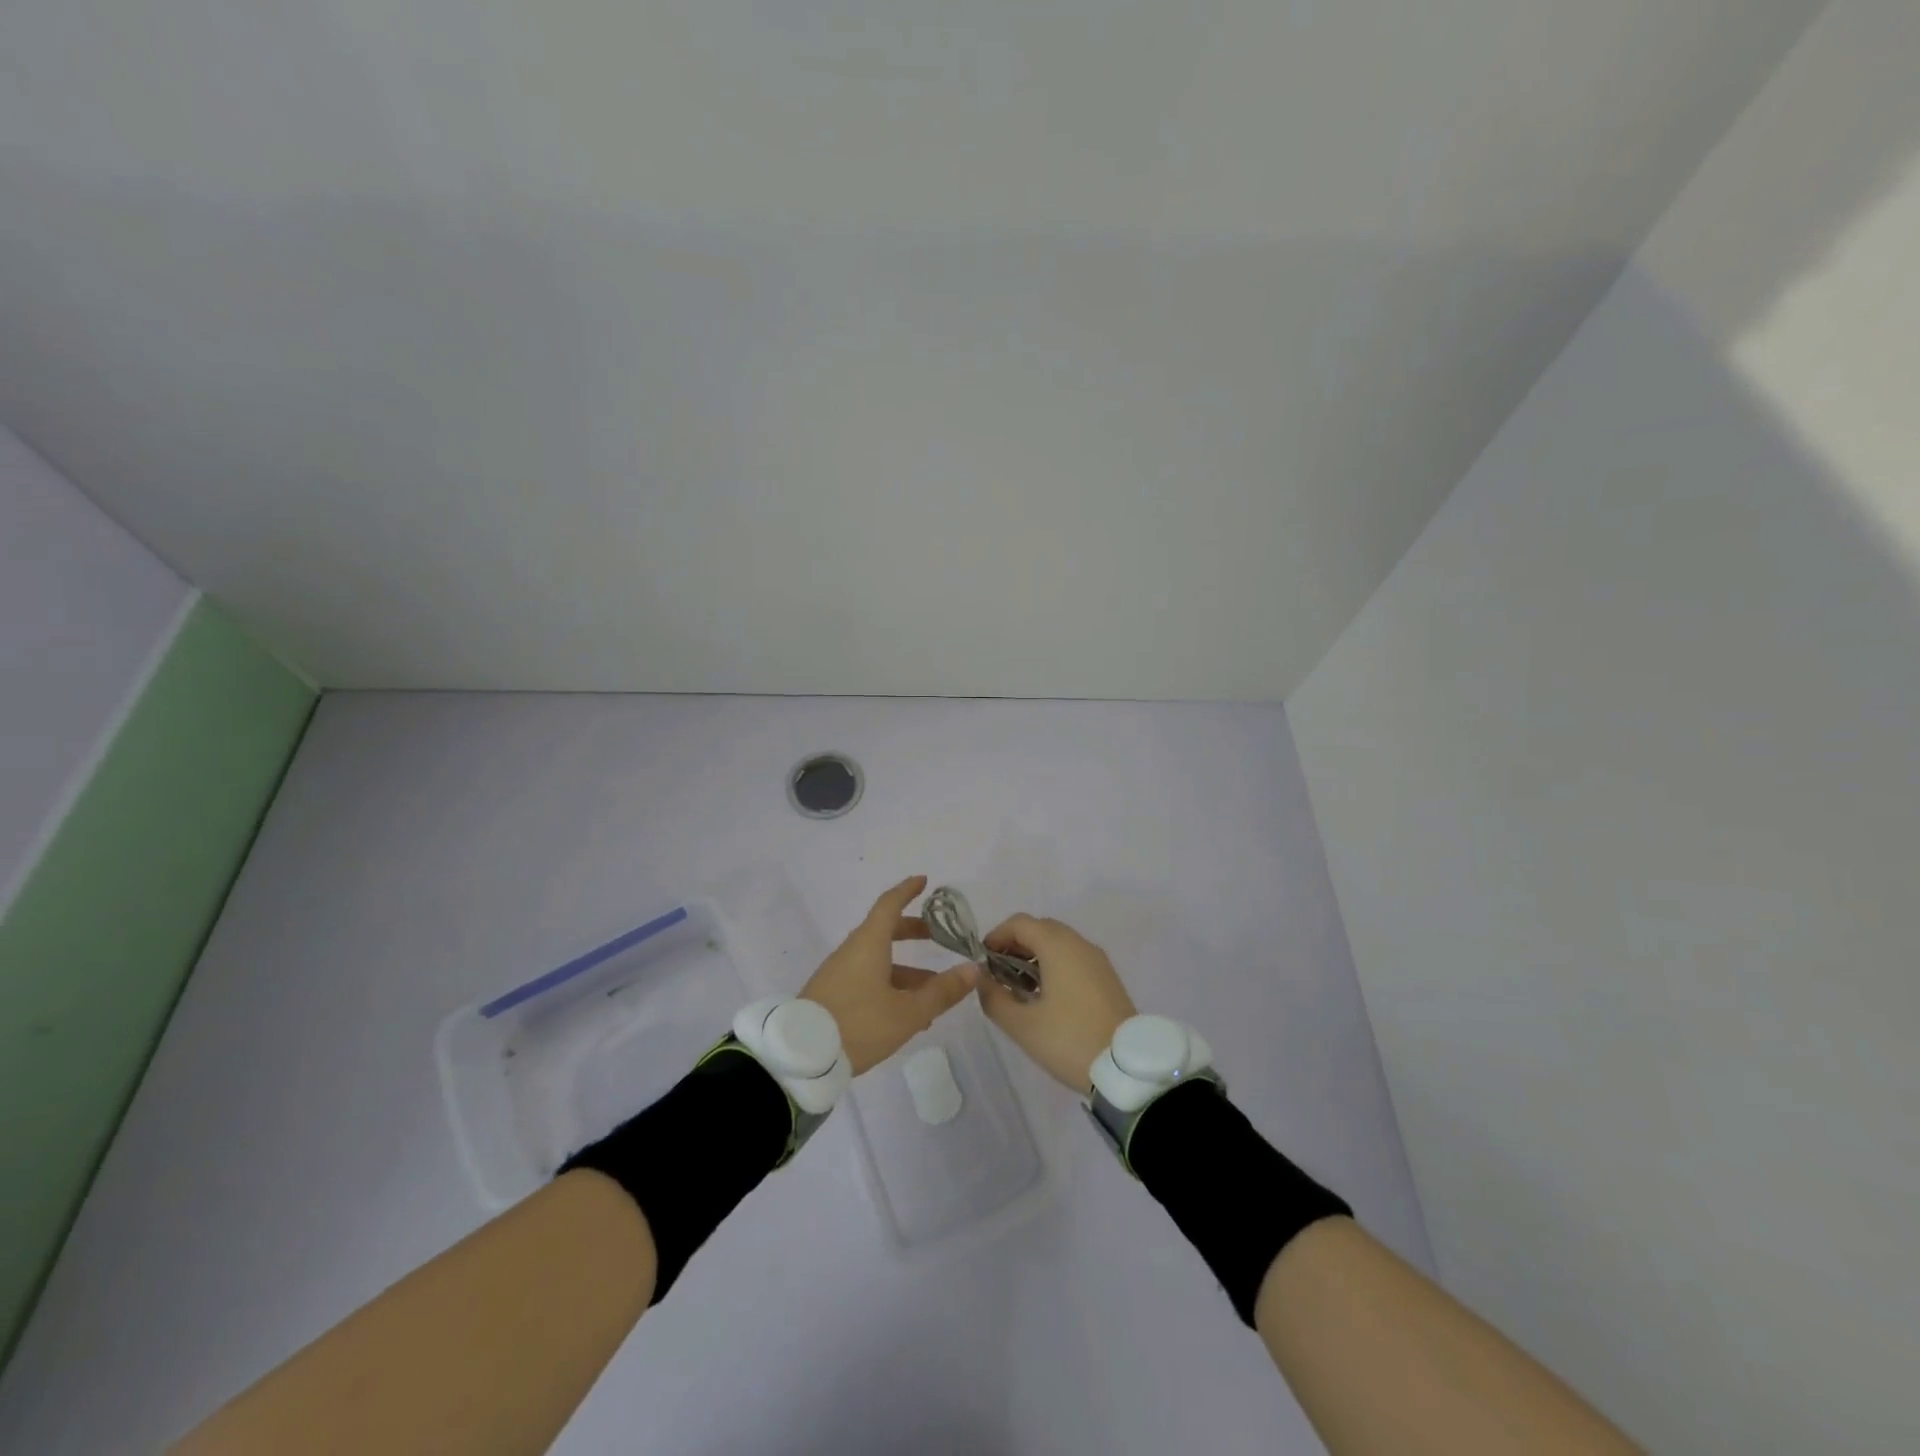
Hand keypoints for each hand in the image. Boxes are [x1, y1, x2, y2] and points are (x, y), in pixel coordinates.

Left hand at [801, 876, 980, 1074]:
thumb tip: (972, 969)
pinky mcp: (832, 995)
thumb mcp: (907, 1012)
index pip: (889, 904)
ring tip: (934, 992)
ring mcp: (839, 974)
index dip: (907, 891)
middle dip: (911, 931)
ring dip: (906, 970)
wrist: (801, 1057)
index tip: (923, 881)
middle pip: (884, 931)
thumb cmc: (859, 1024)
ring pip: (878, 961)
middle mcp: (852, 952)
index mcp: (869, 944)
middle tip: (935, 936)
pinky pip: (867, 979)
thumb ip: (941, 992)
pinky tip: (908, 1015)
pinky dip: (890, 986)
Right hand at [978, 914, 1136, 1091]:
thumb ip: (994, 997)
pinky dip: (1054, 965)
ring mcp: (1097, 960)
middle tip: (998, 974)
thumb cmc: (1069, 1040)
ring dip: (1034, 956)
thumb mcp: (1022, 1025)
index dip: (996, 936)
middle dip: (1015, 945)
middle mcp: (1080, 943)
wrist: (1128, 1068)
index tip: (982, 962)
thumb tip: (982, 979)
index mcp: (1058, 946)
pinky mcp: (1107, 977)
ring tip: (1019, 989)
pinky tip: (1046, 997)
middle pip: (1040, 929)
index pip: (1020, 923)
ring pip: (1058, 943)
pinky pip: (1074, 958)